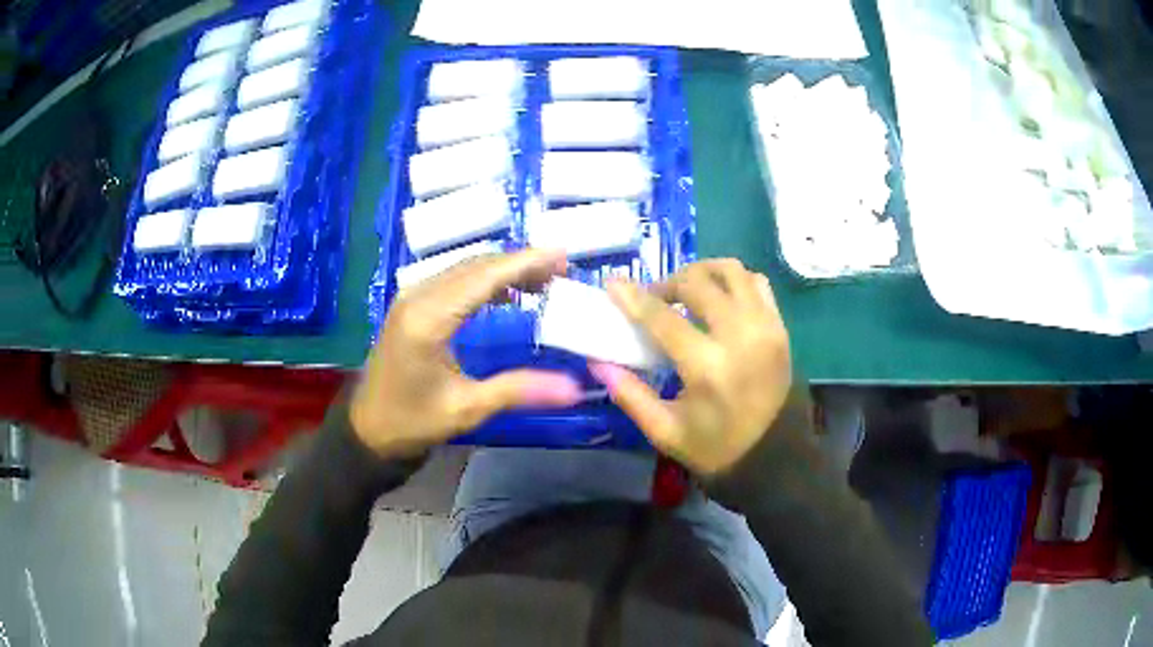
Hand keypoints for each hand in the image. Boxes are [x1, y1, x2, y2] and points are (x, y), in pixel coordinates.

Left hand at [351, 249, 583, 457]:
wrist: (368, 429)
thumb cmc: (413, 421)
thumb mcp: (467, 409)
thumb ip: (518, 390)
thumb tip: (573, 389)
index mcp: (429, 319)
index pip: (484, 276)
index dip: (525, 262)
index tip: (563, 256)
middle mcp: (418, 297)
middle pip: (476, 265)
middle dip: (520, 263)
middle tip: (562, 271)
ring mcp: (412, 297)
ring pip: (465, 268)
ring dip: (504, 269)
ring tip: (543, 280)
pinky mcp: (412, 305)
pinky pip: (454, 280)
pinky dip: (485, 280)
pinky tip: (508, 294)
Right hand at [589, 259, 791, 475]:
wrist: (775, 457)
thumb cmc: (715, 449)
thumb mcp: (665, 431)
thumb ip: (630, 394)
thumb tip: (598, 362)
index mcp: (707, 368)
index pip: (663, 318)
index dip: (634, 297)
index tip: (613, 283)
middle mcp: (740, 337)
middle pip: (698, 283)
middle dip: (668, 283)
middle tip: (654, 299)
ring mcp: (766, 327)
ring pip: (732, 271)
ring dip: (703, 272)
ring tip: (687, 291)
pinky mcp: (780, 327)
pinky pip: (756, 283)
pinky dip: (733, 281)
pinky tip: (719, 298)